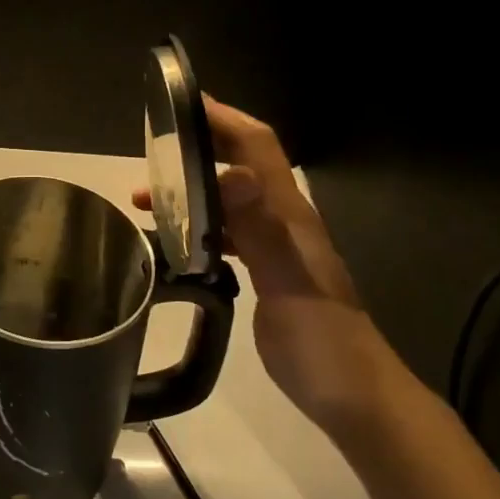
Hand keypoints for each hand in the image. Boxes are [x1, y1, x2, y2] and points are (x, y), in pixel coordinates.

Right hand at [134, 97, 404, 437]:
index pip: (258, 148)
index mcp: (289, 214)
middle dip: (203, 145)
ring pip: (231, 200)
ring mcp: (277, 248)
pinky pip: (229, 234)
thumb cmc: (321, 341)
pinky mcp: (268, 274)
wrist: (353, 396)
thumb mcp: (288, 283)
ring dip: (193, 188)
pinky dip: (199, 225)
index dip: (225, 119)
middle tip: (155, 141)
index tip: (184, 103)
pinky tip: (175, 241)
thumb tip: (233, 172)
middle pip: (244, 166)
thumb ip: (261, 229)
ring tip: (146, 197)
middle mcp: (284, 221)